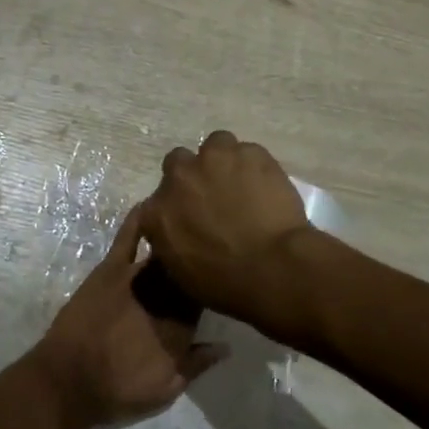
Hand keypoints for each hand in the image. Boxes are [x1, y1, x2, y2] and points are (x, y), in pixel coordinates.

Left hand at [25, 203, 226, 428]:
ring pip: (165, 253)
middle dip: (198, 259)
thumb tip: (227, 346)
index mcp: (181, 326)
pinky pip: (128, 239)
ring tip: (193, 217)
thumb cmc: (116, 392)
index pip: (205, 298)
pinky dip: (139, 220)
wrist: (66, 383)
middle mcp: (164, 297)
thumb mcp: (165, 391)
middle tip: (210, 244)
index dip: (212, 286)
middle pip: (187, 272)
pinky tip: (152, 203)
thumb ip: (197, 365)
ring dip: (179, 239)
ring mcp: (137, 279)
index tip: (221, 276)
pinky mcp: (110, 270)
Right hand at [143, 130, 310, 312]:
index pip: (156, 202)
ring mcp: (215, 159)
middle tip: (214, 195)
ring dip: (223, 161)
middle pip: (178, 162)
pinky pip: (249, 152)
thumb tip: (178, 235)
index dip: (175, 207)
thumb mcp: (181, 274)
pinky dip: (254, 166)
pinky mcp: (251, 153)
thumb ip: (171, 243)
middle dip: (193, 175)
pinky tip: (266, 186)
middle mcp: (180, 177)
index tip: (190, 218)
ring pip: (215, 145)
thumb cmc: (225, 283)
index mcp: (157, 211)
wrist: (272, 268)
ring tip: (241, 183)